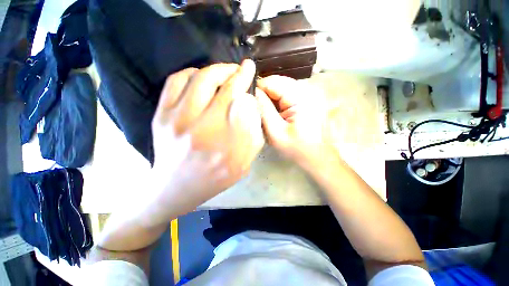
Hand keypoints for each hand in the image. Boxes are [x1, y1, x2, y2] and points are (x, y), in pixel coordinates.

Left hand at [150, 60, 263, 217]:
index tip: (251, 73)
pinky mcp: (161, 116)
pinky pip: (176, 81)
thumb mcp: (242, 165)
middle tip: (242, 67)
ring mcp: (178, 121)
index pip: (243, 105)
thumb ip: (252, 137)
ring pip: (201, 79)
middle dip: (236, 72)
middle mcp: (204, 131)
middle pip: (225, 89)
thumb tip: (250, 105)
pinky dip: (192, 73)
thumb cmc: (214, 178)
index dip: (247, 84)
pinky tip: (201, 77)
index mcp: (228, 146)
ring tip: (225, 70)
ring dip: (217, 69)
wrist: (176, 187)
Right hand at [256, 75, 329, 169]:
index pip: (271, 82)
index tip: (249, 102)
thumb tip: (252, 92)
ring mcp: (309, 93)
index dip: (257, 90)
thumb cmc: (296, 148)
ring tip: (267, 113)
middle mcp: (307, 89)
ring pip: (281, 87)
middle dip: (264, 94)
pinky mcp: (308, 98)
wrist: (317, 156)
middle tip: (258, 110)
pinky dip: (279, 101)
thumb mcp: (275, 132)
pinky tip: (277, 113)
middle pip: (277, 82)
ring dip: (271, 98)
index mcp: (300, 96)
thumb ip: (263, 110)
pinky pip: (287, 93)